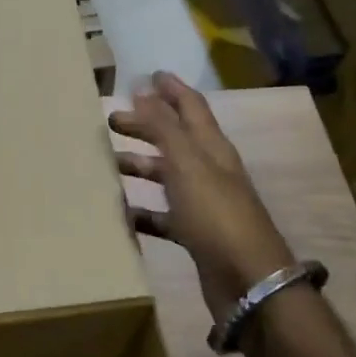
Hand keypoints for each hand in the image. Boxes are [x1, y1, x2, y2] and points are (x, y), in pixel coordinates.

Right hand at [110, 71, 293, 322]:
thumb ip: (164, 126)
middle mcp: (209, 171)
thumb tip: (143, 89)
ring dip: (140, 166)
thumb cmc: (216, 215)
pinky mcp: (196, 236)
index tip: (148, 75)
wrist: (248, 282)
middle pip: (174, 139)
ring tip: (108, 162)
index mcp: (211, 148)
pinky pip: (163, 216)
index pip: (191, 107)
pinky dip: (142, 211)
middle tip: (111, 120)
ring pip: (166, 176)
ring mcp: (203, 204)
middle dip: (146, 126)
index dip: (171, 89)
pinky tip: (120, 212)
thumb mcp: (187, 163)